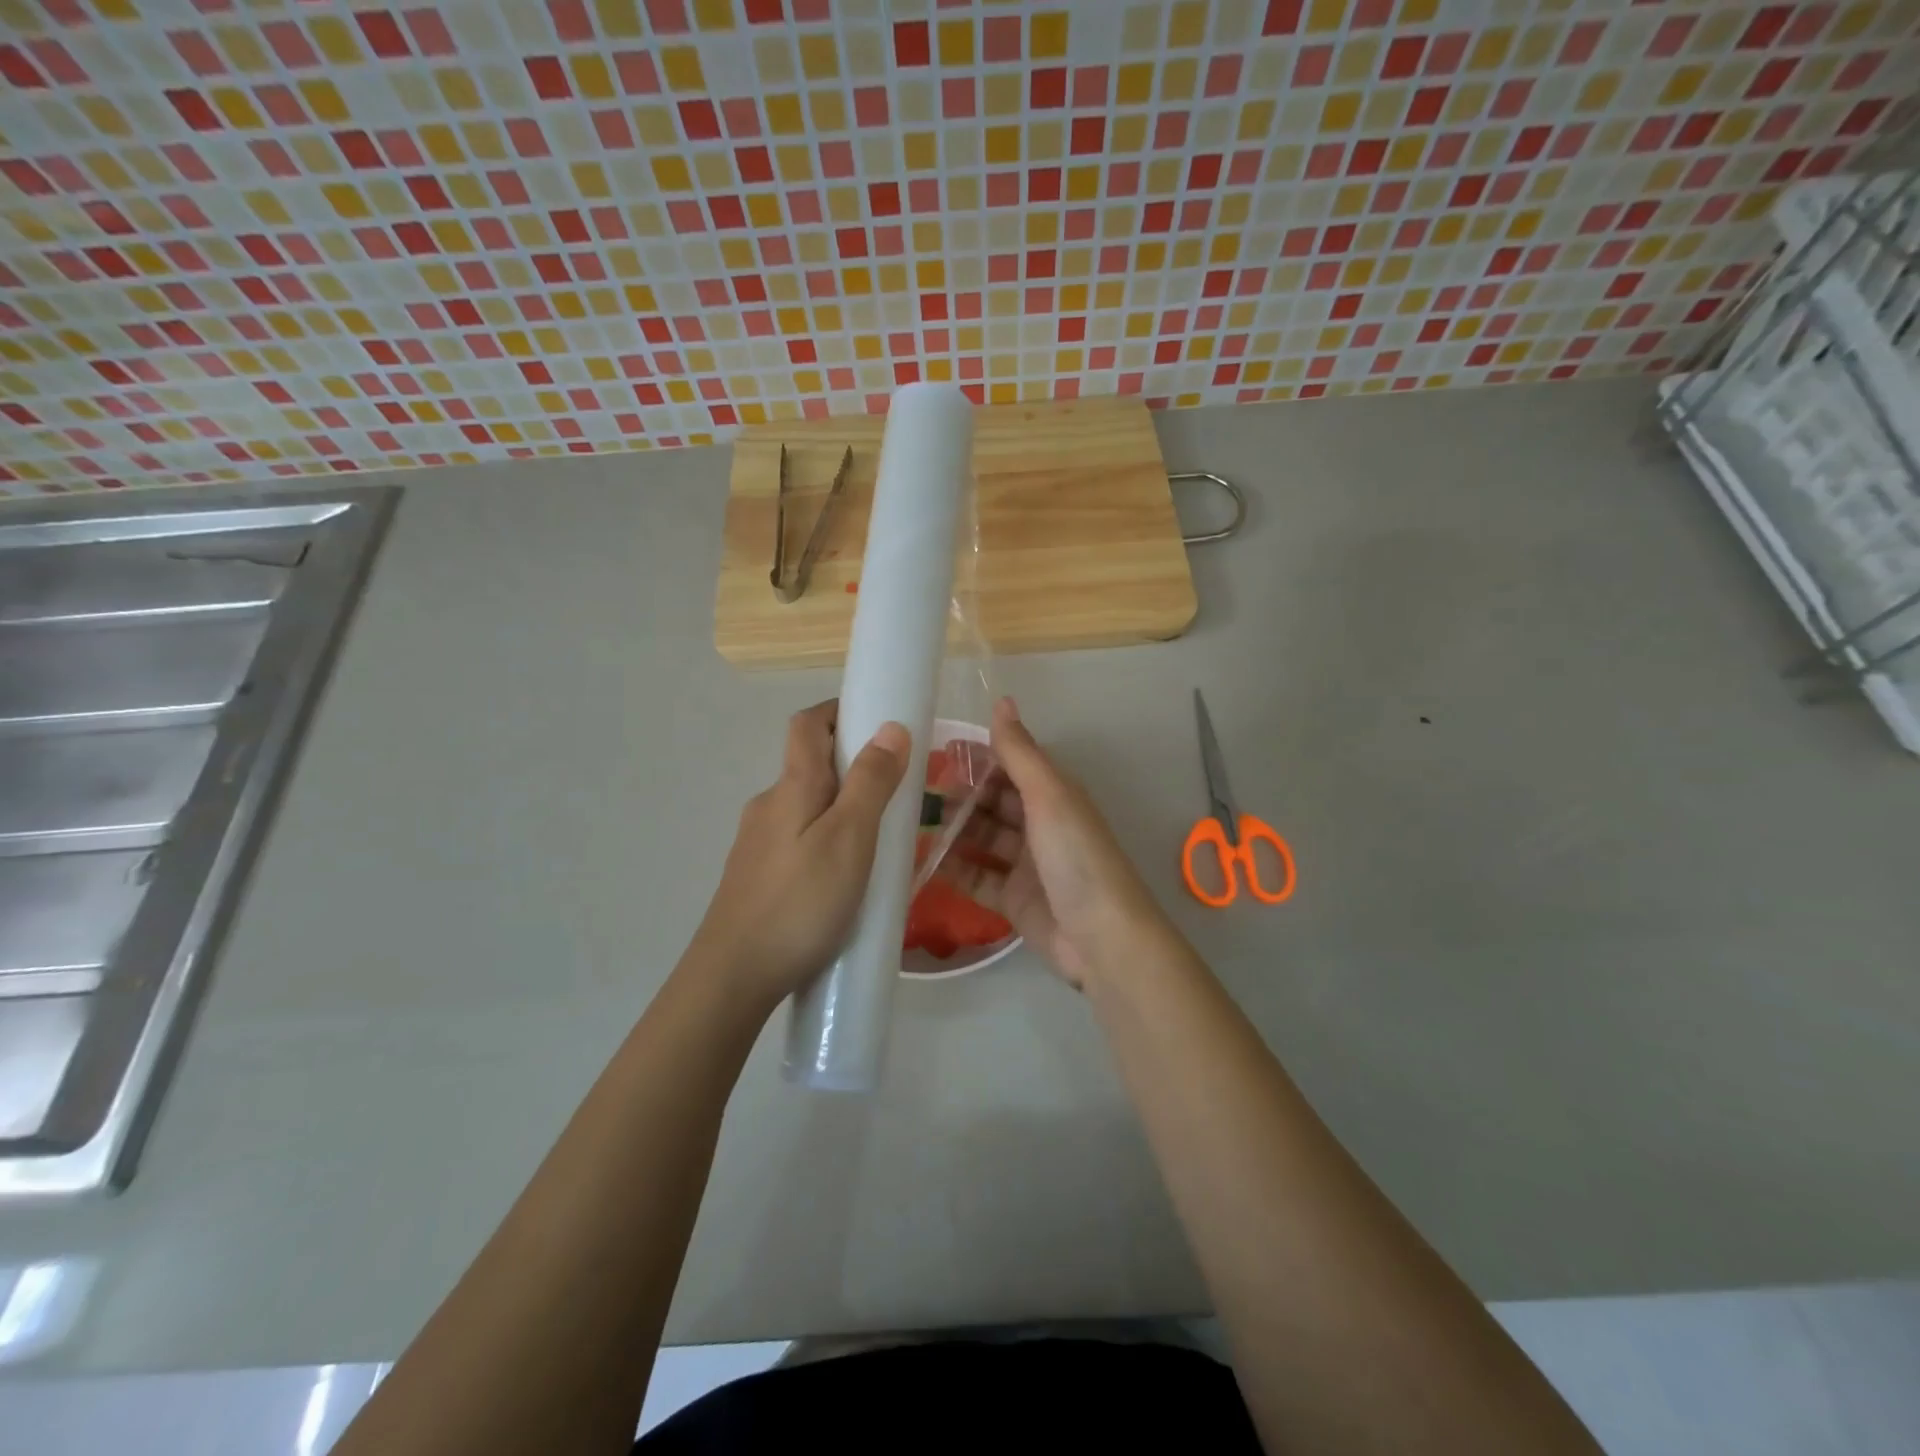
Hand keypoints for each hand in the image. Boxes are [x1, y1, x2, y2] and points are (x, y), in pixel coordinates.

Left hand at [692, 701, 910, 1009]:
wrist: (732, 977)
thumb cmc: (800, 903)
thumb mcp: (849, 839)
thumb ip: (871, 782)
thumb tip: (891, 727)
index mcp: (792, 787)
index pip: (808, 724)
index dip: (839, 710)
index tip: (878, 719)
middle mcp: (768, 805)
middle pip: (809, 765)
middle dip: (852, 765)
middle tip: (897, 790)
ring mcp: (757, 844)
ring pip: (805, 807)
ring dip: (841, 807)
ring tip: (879, 840)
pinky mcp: (756, 877)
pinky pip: (798, 840)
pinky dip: (826, 839)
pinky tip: (845, 878)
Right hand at [938, 697, 1176, 989]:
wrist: (1102, 938)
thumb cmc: (1076, 857)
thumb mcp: (1049, 796)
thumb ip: (1020, 752)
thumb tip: (1002, 700)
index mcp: (1054, 796)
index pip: (1010, 766)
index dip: (977, 757)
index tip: (935, 750)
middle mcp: (1041, 825)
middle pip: (993, 802)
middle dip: (959, 795)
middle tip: (914, 791)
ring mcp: (1026, 864)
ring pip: (982, 838)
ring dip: (952, 830)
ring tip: (911, 822)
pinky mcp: (1013, 899)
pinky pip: (977, 877)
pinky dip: (953, 869)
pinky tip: (921, 861)